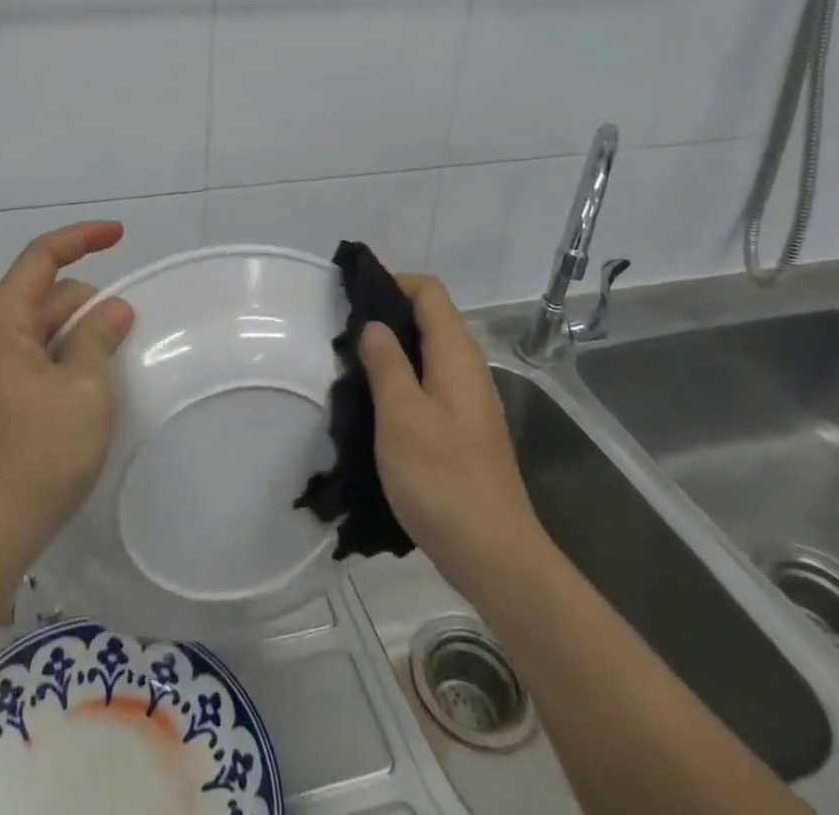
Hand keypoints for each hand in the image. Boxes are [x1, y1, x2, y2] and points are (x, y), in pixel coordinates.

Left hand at [0, 221, 135, 573]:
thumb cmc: (36, 457)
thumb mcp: (84, 390)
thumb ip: (99, 336)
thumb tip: (113, 308)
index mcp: (1, 324)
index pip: (40, 258)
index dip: (81, 238)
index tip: (121, 234)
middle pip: (47, 296)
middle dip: (89, 305)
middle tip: (125, 341)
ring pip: (45, 331)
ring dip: (81, 338)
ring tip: (110, 375)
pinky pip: (39, 360)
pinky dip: (68, 362)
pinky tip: (89, 394)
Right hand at [358, 274, 546, 598]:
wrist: (495, 557)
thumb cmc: (443, 480)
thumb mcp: (402, 417)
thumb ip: (386, 364)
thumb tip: (374, 325)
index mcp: (456, 355)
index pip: (428, 291)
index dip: (393, 282)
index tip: (353, 295)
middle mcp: (467, 369)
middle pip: (429, 318)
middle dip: (387, 315)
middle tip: (342, 333)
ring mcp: (468, 401)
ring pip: (427, 353)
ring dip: (391, 351)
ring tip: (351, 367)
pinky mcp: (463, 430)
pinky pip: (429, 383)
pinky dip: (401, 379)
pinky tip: (376, 405)